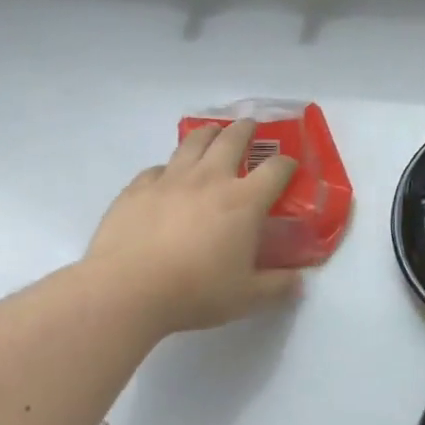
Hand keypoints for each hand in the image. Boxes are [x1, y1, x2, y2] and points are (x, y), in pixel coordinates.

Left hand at [82, 119, 300, 336]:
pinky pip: (157, 169)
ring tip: (212, 133)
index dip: (287, 164)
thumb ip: (277, 287)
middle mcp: (210, 179)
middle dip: (245, 130)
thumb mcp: (246, 297)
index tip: (289, 167)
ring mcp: (170, 180)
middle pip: (232, 139)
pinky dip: (167, 169)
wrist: (125, 292)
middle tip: (249, 127)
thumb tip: (299, 283)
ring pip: (193, 142)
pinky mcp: (137, 189)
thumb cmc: (194, 292)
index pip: (276, 169)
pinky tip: (166, 179)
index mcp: (244, 201)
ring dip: (208, 134)